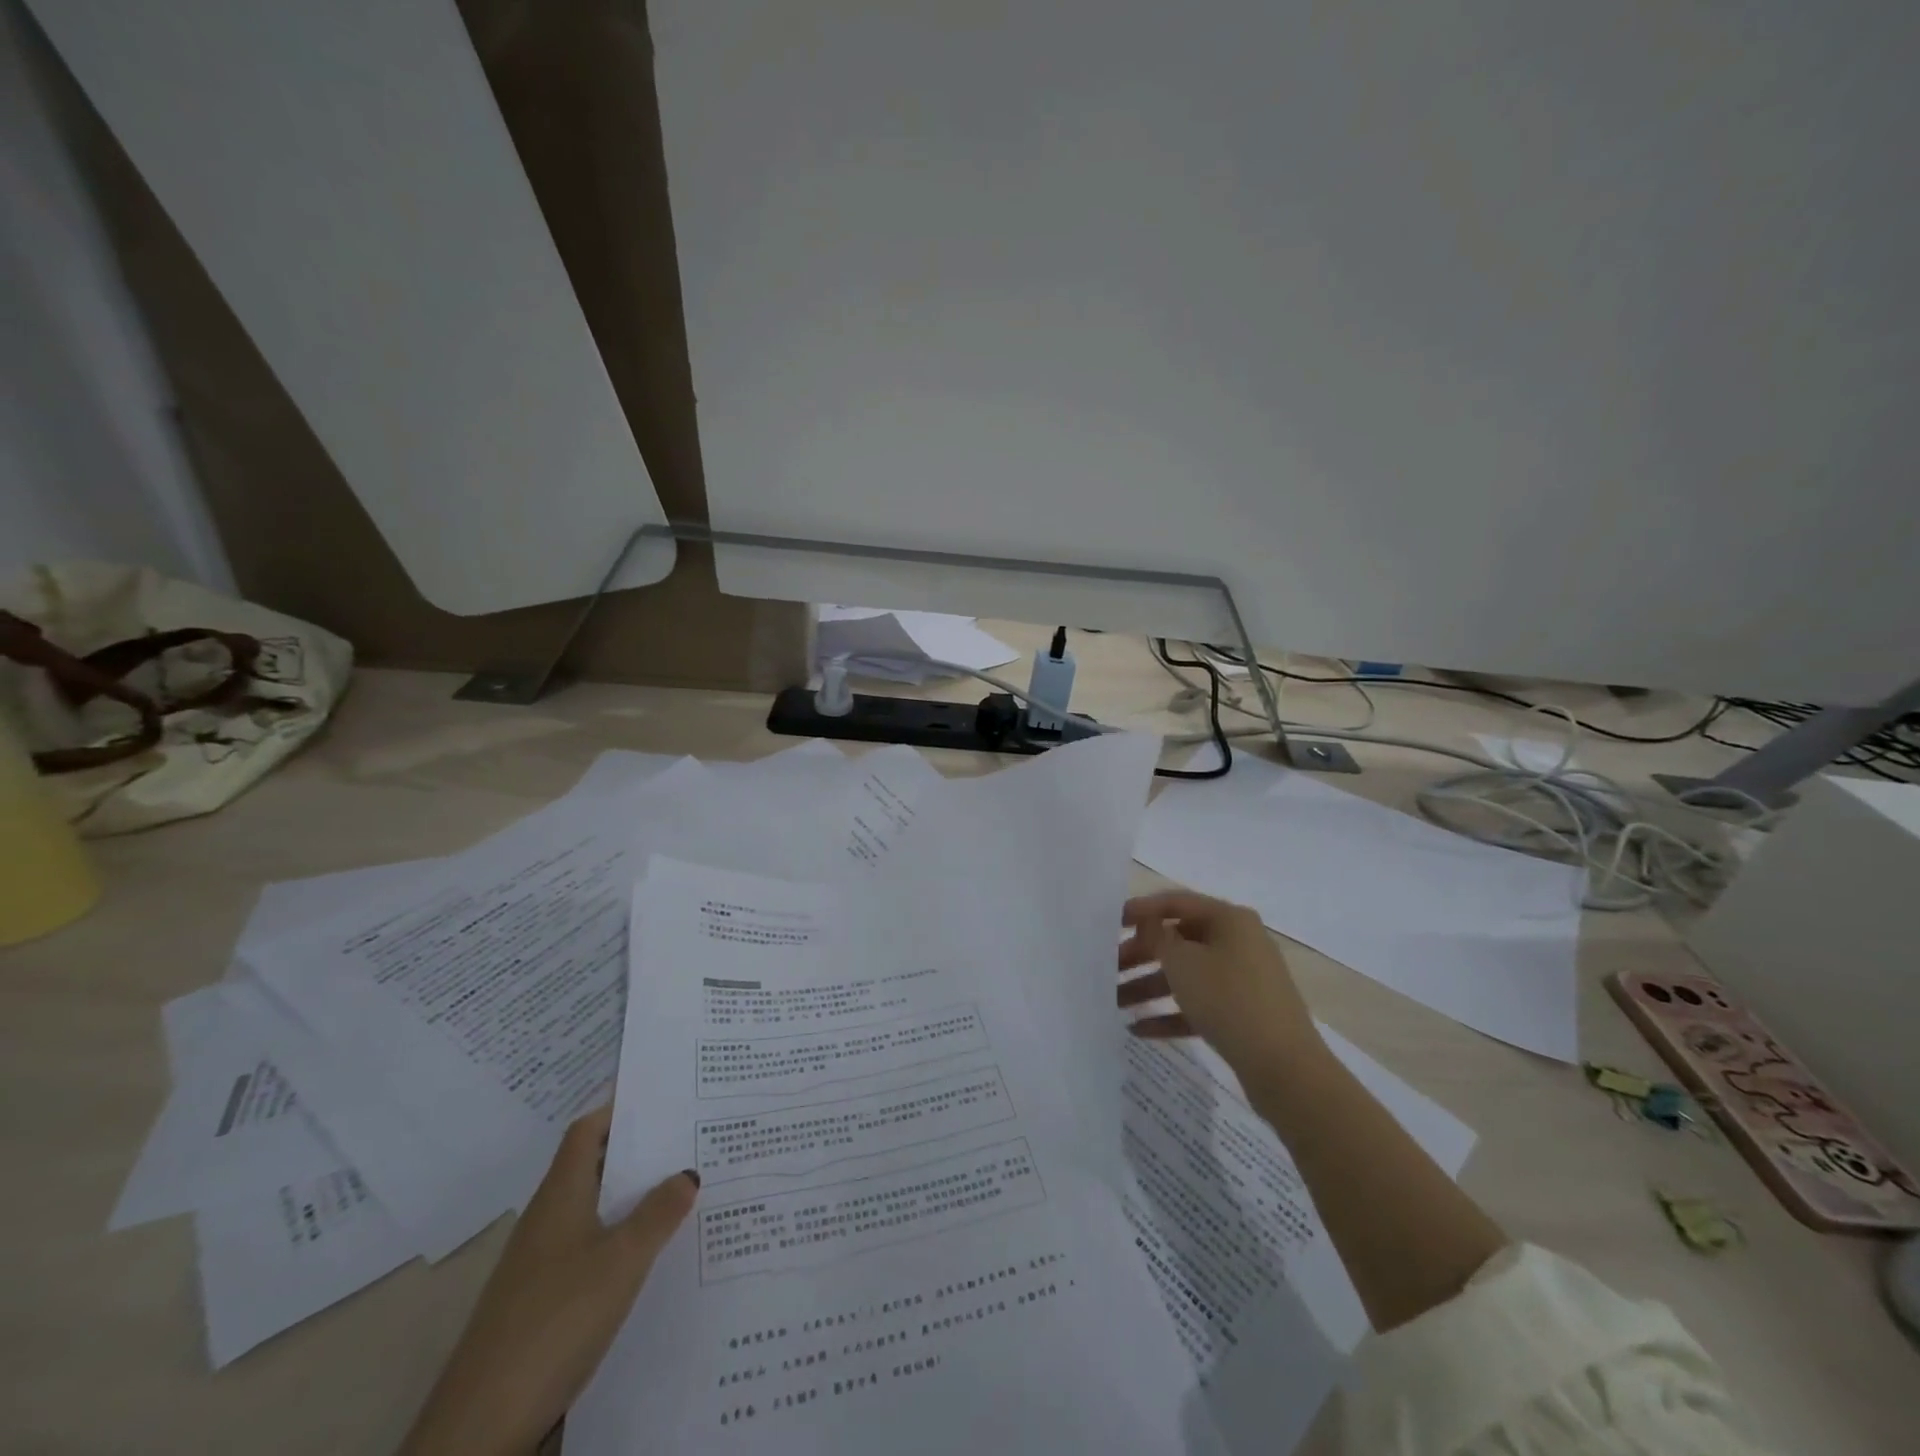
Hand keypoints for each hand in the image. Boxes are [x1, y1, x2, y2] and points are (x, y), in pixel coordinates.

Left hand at [400, 1107, 697, 1455]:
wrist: (480, 1427)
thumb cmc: (556, 1320)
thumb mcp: (622, 1261)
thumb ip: (659, 1213)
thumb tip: (688, 1171)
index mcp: (561, 1195)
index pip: (587, 1131)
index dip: (619, 1108)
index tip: (660, 1095)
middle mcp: (547, 1218)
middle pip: (592, 1166)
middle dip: (636, 1150)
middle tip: (687, 1138)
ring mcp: (538, 1262)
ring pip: (592, 1208)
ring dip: (630, 1195)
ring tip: (681, 1189)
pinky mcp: (539, 1301)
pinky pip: (588, 1246)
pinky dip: (618, 1235)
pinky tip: (648, 1254)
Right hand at [1117, 890, 1325, 1086]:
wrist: (1285, 1067)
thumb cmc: (1228, 999)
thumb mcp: (1182, 962)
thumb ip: (1157, 936)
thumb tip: (1148, 923)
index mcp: (1229, 919)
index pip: (1176, 903)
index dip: (1141, 910)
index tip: (1109, 923)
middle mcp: (1239, 942)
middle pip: (1179, 940)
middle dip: (1140, 955)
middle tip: (1107, 968)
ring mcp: (1243, 979)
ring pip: (1187, 975)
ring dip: (1149, 987)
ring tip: (1115, 1004)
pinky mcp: (1244, 1014)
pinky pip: (1200, 1005)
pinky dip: (1171, 1013)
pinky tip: (1139, 1029)